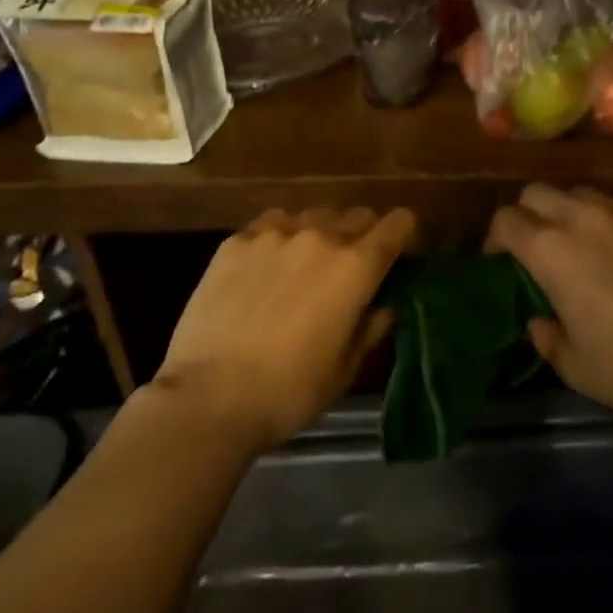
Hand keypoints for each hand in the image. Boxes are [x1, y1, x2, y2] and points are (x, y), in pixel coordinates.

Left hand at [153, 207, 414, 452]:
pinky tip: (266, 266)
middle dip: (362, 235)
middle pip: (356, 215)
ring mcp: (275, 234)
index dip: (403, 233)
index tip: (399, 251)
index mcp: (356, 267)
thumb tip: (383, 305)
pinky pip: (271, 224)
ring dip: (319, 234)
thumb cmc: (289, 391)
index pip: (396, 225)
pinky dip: (279, 237)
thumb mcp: (345, 369)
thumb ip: (370, 327)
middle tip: (350, 267)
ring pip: (312, 216)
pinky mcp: (236, 242)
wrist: (209, 397)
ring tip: (304, 265)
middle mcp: (320, 237)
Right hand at [487, 185, 612, 426]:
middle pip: (538, 192)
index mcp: (553, 250)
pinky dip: (603, 221)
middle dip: (526, 213)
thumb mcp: (576, 366)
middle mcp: (584, 218)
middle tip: (533, 247)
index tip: (499, 260)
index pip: (507, 220)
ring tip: (576, 245)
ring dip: (566, 212)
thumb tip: (539, 320)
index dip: (495, 238)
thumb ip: (547, 337)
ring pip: (579, 193)